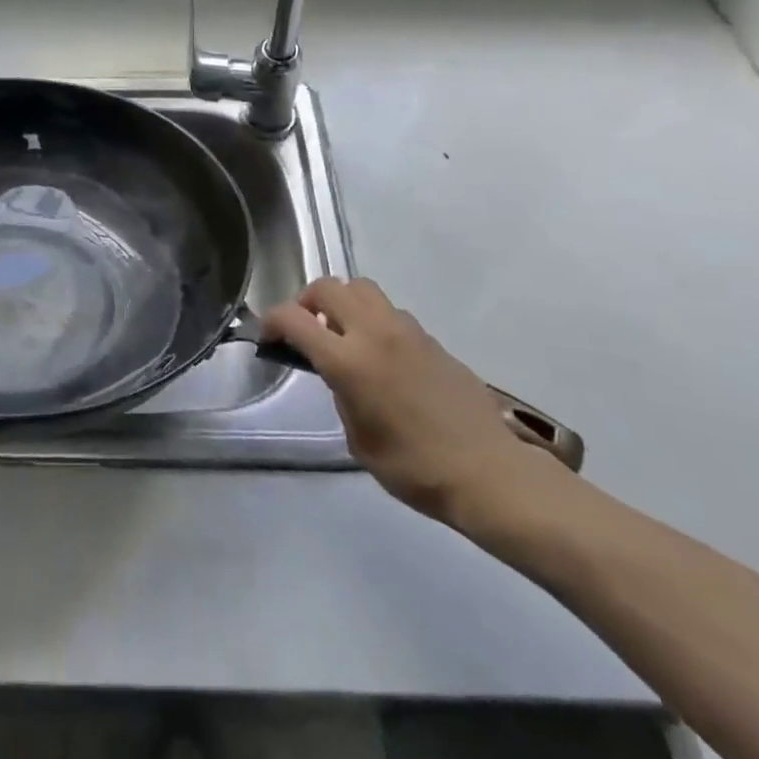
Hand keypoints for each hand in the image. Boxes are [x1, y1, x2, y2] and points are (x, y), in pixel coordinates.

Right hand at [262, 277, 550, 528]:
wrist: (489, 472)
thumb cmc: (416, 468)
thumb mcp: (359, 440)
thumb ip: (341, 394)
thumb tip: (339, 375)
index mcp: (348, 360)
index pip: (294, 318)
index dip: (272, 321)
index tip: (269, 337)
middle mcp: (373, 332)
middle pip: (327, 287)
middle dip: (306, 301)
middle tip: (304, 328)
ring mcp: (405, 329)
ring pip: (361, 288)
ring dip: (343, 302)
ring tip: (343, 333)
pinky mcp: (429, 337)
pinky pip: (389, 311)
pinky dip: (373, 319)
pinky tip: (381, 353)